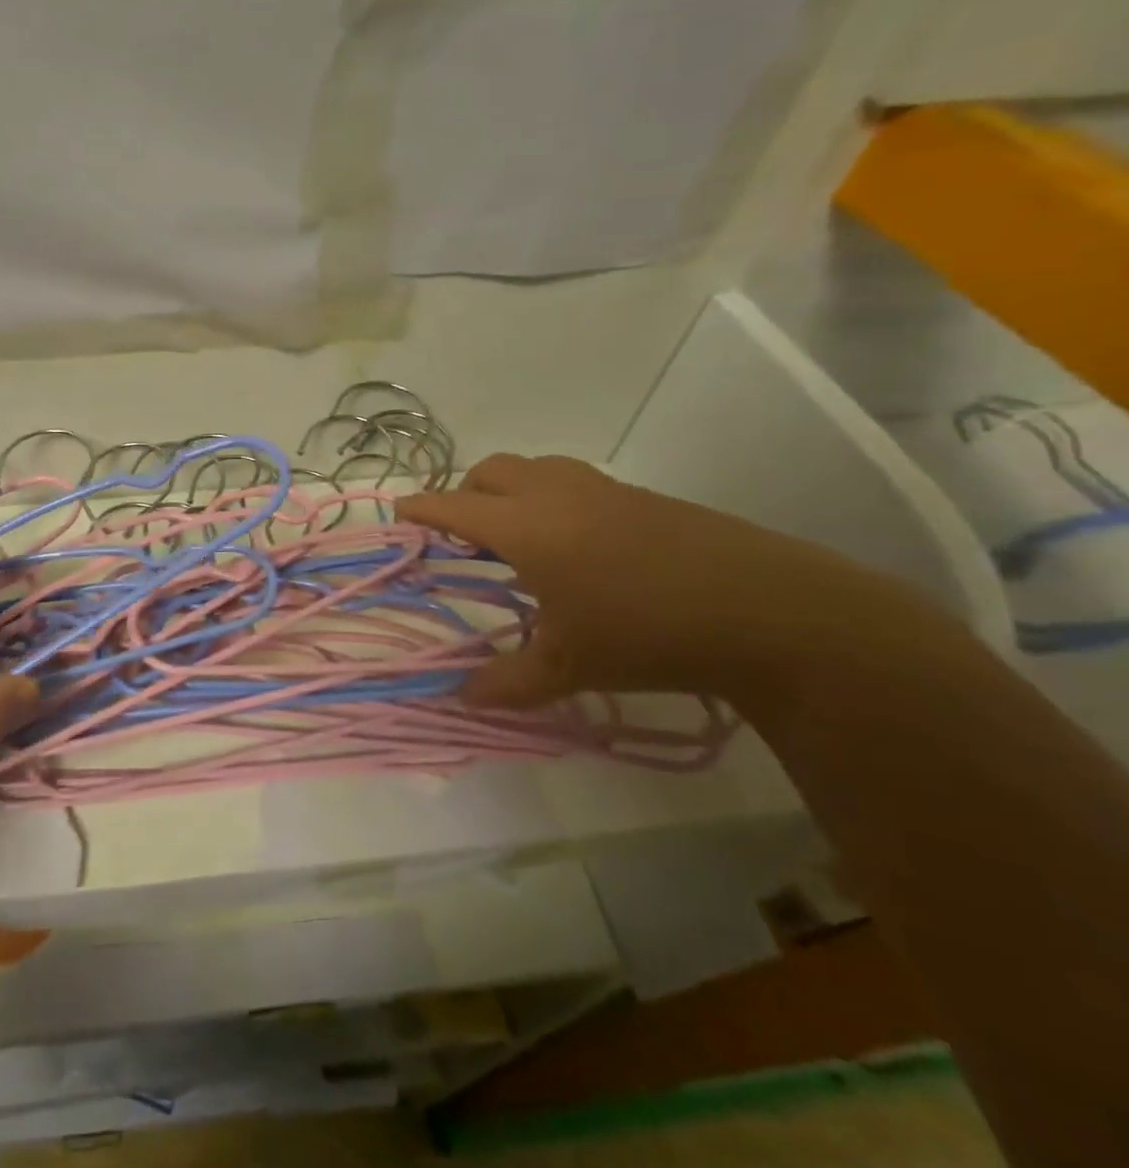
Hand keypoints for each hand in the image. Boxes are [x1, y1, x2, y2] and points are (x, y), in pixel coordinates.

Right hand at [396, 454, 950, 709]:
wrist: (768, 611)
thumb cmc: (646, 634)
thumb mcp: (568, 667)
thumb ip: (507, 683)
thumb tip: (462, 698)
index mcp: (524, 527)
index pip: (452, 507)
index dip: (420, 509)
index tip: (398, 513)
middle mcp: (554, 494)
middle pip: (489, 471)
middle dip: (464, 494)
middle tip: (461, 535)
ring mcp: (602, 488)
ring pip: (534, 468)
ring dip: (509, 491)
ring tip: (517, 537)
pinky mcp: (641, 496)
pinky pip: (573, 481)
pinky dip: (550, 498)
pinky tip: (576, 545)